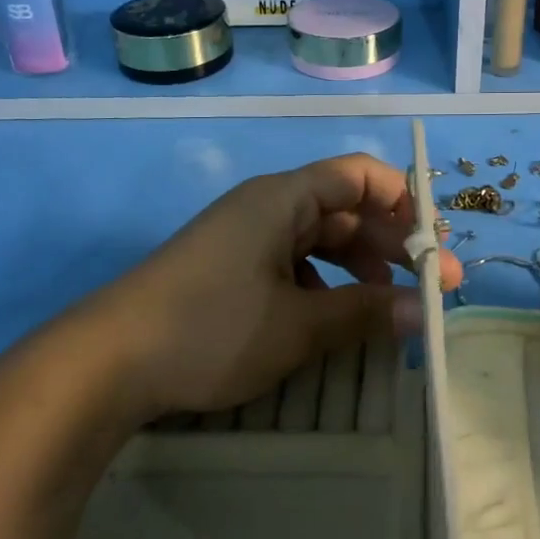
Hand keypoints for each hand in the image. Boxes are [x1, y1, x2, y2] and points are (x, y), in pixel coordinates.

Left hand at [71, 154, 461, 424]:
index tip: (432, 247)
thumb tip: (426, 311)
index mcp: (283, 199)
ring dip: (358, 270)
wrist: (107, 362)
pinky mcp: (229, 270)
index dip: (404, 203)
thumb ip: (367, 313)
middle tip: (430, 290)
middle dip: (390, 247)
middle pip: (344, 209)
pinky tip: (330, 320)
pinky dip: (322, 286)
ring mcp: (244, 239)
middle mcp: (266, 208)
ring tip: (387, 309)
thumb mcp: (298, 325)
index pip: (360, 175)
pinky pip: (291, 265)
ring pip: (319, 241)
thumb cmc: (211, 328)